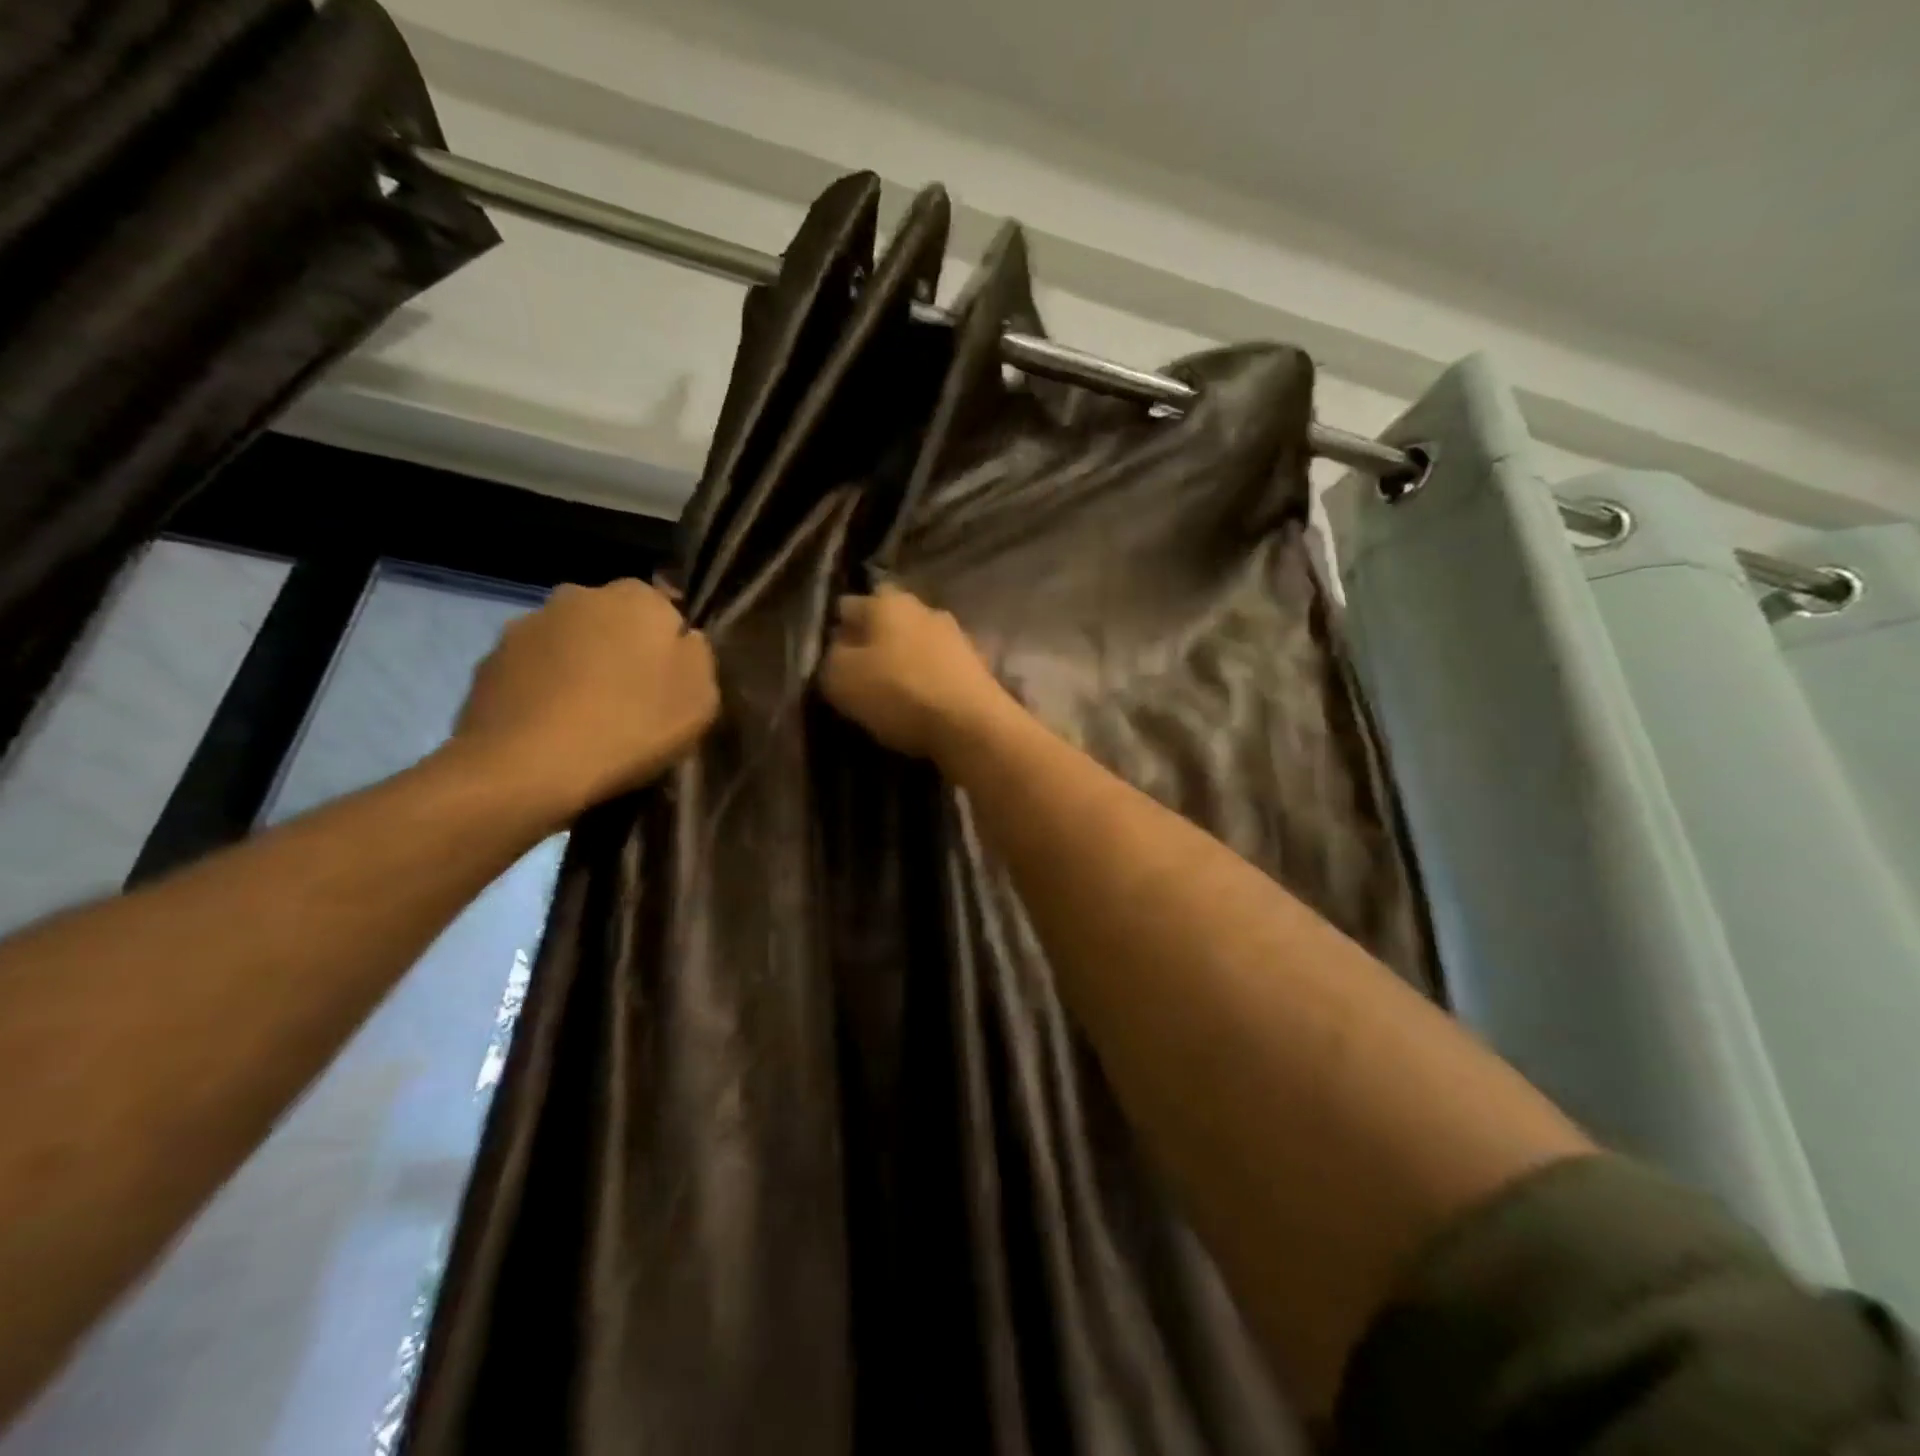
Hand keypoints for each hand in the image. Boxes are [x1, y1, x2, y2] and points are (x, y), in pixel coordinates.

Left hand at [451, 579, 718, 817]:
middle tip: (632, 700)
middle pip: (613, 620)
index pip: (664, 609)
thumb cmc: (631, 725)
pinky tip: (553, 728)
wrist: (527, 767)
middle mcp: (578, 595)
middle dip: (622, 649)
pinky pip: (533, 671)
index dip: (669, 645)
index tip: (671, 683)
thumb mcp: (701, 697)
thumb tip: (683, 641)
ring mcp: (527, 626)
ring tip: (588, 718)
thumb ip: (698, 656)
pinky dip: (544, 689)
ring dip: (580, 666)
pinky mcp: (489, 662)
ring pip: (570, 642)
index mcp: (636, 598)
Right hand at [819, 583, 1012, 761]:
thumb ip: (831, 659)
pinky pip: (940, 667)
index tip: (829, 658)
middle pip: (887, 621)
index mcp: (887, 602)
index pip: (848, 605)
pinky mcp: (977, 665)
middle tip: (859, 675)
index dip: (835, 630)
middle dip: (873, 643)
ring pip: (917, 643)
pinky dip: (929, 680)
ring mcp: (956, 635)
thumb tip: (838, 651)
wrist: (972, 724)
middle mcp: (924, 608)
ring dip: (904, 661)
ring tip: (891, 693)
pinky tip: (922, 703)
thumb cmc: (899, 693)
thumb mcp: (841, 679)